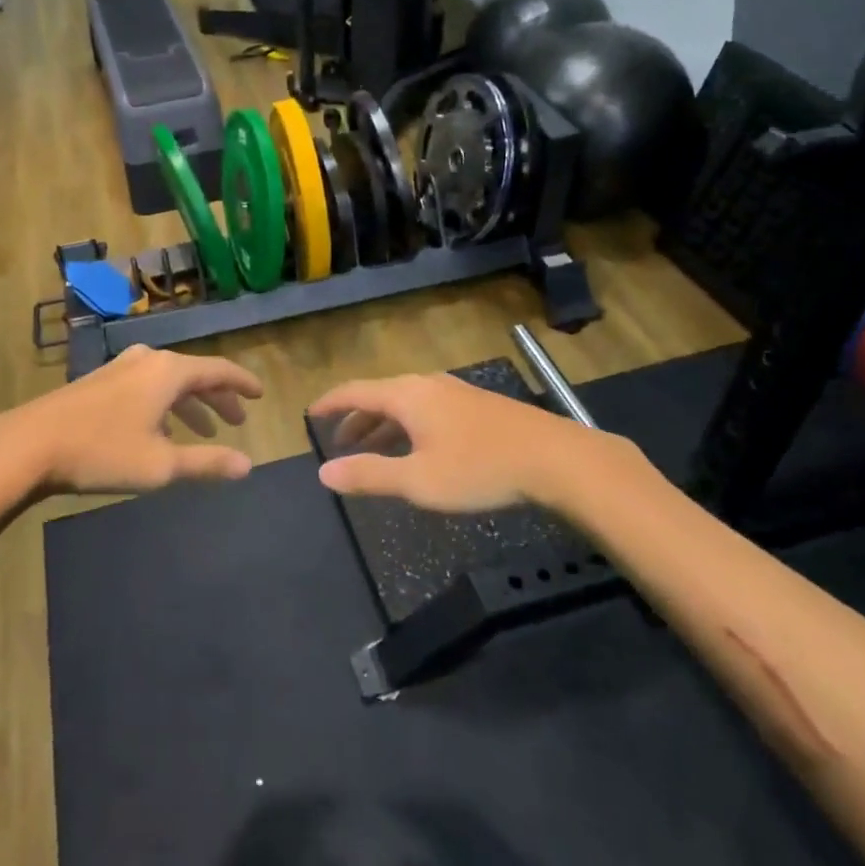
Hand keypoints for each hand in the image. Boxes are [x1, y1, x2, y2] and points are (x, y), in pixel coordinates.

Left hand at [0, 346, 263, 494]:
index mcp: (169, 372)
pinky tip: (159, 431)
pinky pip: (146, 387)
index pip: (219, 370)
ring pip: (168, 382)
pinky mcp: (99, 382)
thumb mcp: (161, 465)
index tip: (260, 394)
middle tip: (236, 420)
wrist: (28, 445)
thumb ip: (207, 462)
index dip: (242, 383)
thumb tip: (248, 465)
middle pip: (194, 374)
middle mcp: (148, 360)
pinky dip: (164, 405)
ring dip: (190, 405)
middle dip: (218, 398)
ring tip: (203, 432)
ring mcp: (120, 368)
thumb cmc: (102, 452)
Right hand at [307, 373, 613, 512]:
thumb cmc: (478, 469)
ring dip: (383, 424)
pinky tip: (417, 448)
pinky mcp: (477, 405)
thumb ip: (369, 475)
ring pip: (405, 403)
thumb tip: (324, 472)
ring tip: (372, 449)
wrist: (553, 459)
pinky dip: (407, 426)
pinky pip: (426, 409)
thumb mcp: (418, 480)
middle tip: (339, 443)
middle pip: (380, 396)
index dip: (330, 403)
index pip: (355, 391)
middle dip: (356, 419)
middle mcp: (427, 385)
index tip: (310, 415)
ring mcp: (455, 392)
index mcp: (406, 395)